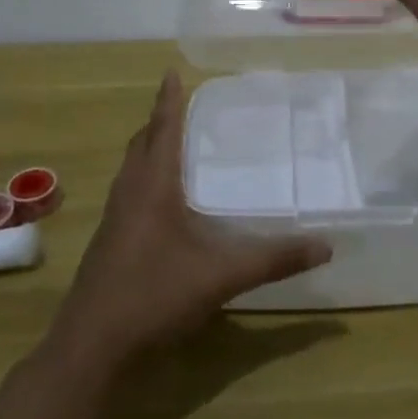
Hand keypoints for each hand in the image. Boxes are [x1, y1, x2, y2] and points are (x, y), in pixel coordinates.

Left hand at [49, 72, 332, 370]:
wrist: (91, 346)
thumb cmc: (154, 295)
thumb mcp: (221, 276)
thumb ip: (273, 260)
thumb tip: (327, 245)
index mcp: (152, 187)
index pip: (163, 130)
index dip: (169, 100)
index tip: (171, 72)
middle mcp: (129, 194)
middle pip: (142, 144)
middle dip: (160, 122)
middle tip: (182, 107)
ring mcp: (114, 220)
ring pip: (131, 170)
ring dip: (149, 150)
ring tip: (173, 145)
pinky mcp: (109, 243)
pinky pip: (128, 193)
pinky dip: (144, 179)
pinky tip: (161, 203)